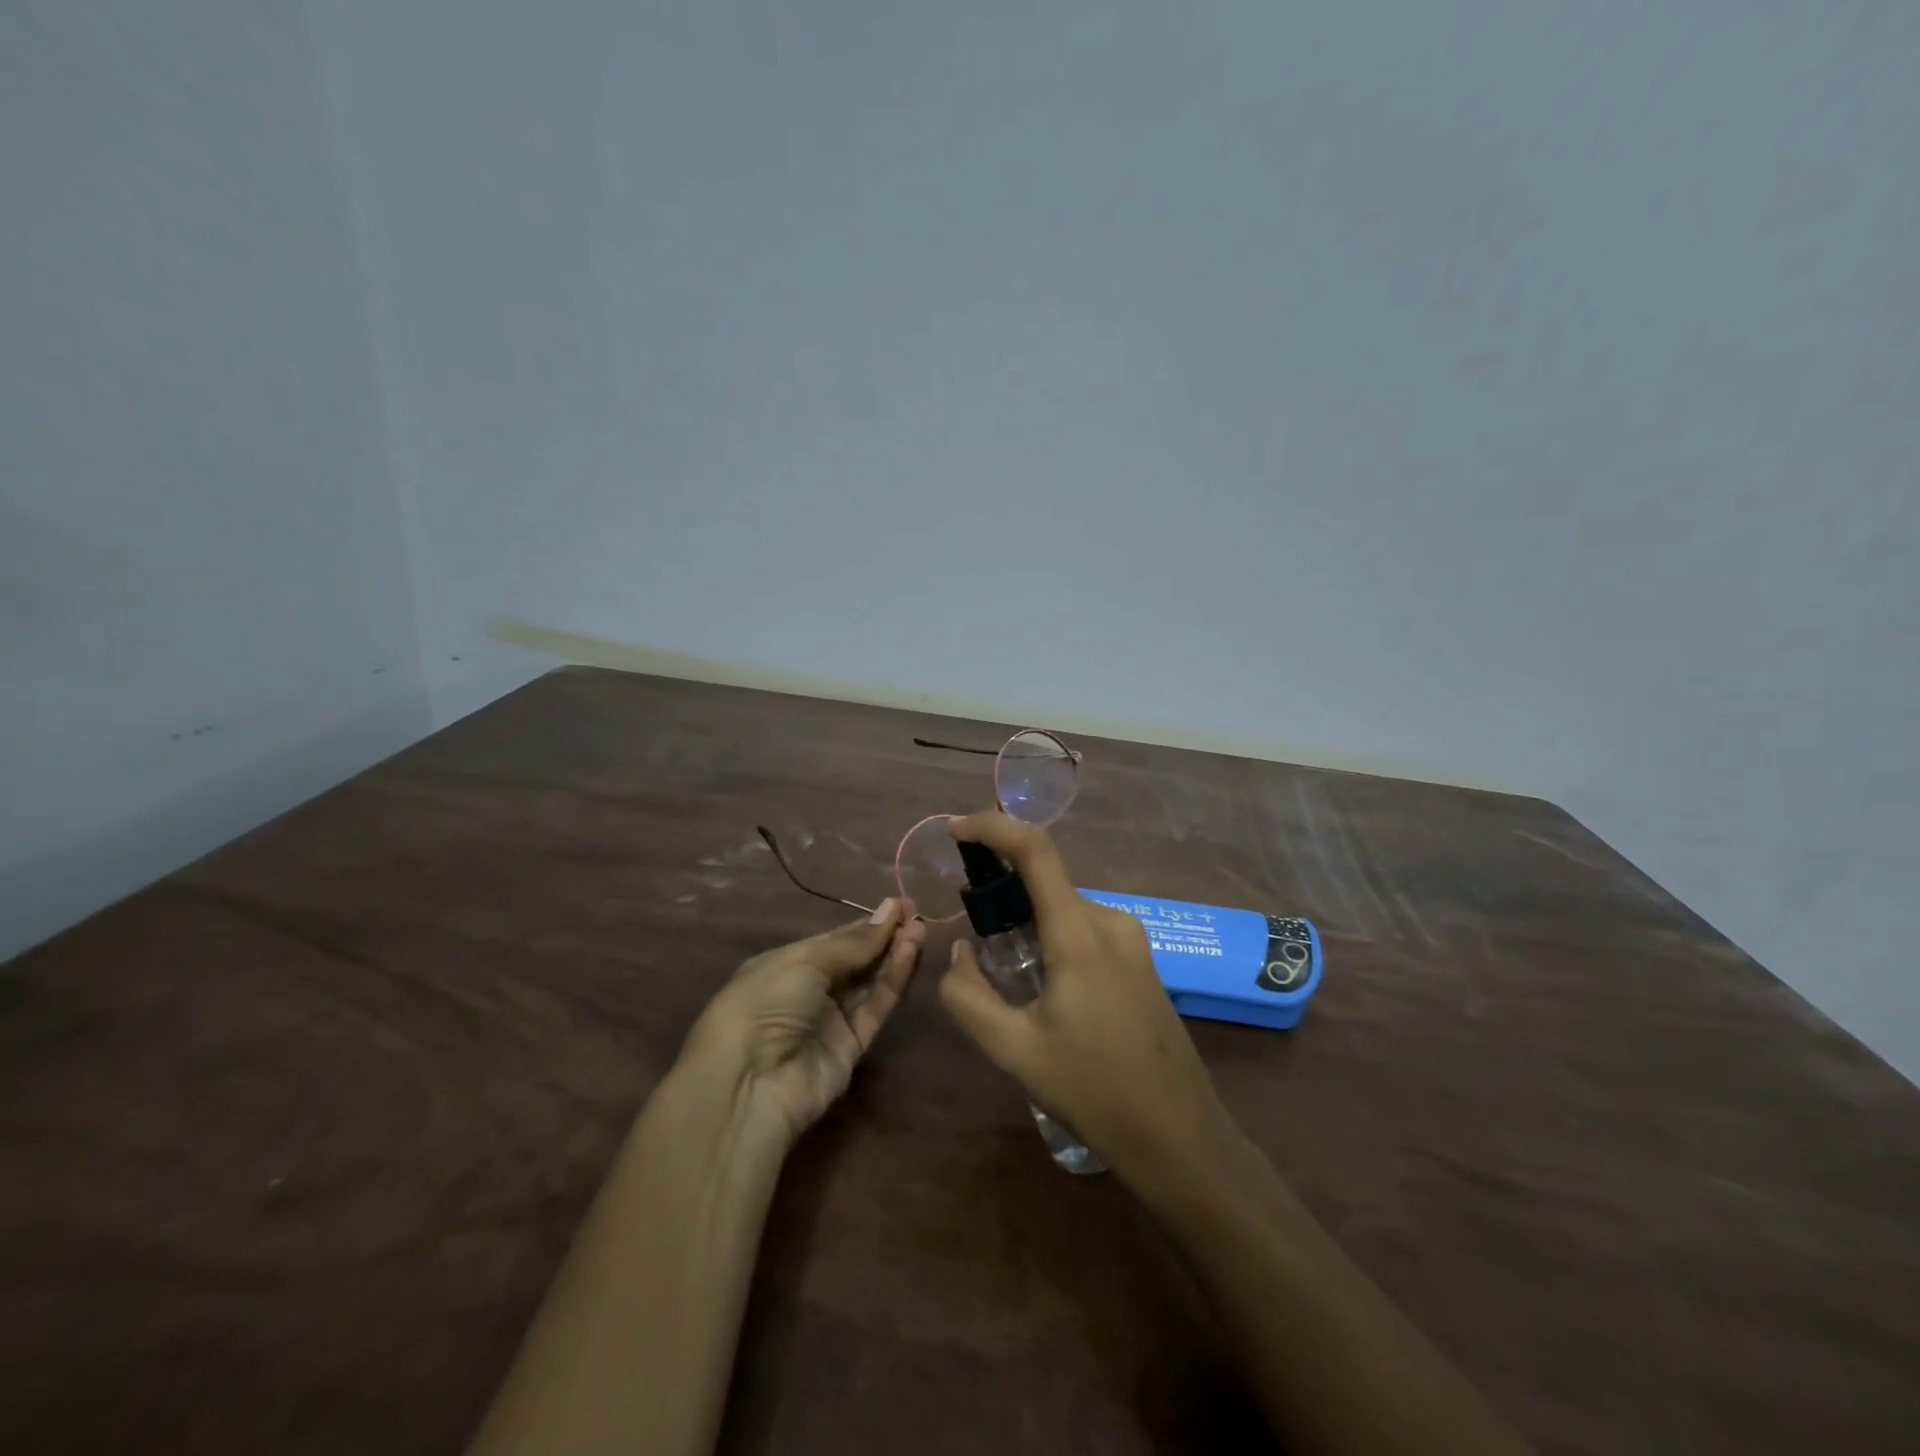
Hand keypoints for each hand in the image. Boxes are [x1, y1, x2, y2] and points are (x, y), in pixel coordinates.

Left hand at [683, 899, 925, 1149]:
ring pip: (870, 981)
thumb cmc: (766, 1002)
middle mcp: (809, 990)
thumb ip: (853, 943)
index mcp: (787, 964)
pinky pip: (876, 1007)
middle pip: (856, 959)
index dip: (866, 923)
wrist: (750, 1083)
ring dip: (894, 954)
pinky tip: (910, 953)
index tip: (899, 904)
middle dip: (884, 935)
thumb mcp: (805, 961)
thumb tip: (890, 911)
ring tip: (920, 927)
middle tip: (916, 912)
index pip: (835, 939)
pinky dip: (894, 981)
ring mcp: (831, 1019)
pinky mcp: (852, 1046)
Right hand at [939, 813, 1230, 1179]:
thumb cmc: (1094, 1091)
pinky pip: (1083, 928)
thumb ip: (968, 996)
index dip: (993, 827)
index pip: (1035, 849)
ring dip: (1025, 920)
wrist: (1180, 1136)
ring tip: (1004, 975)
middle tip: (971, 932)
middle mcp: (1109, 921)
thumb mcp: (1013, 1050)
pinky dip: (1050, 936)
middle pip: (1045, 880)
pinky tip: (1041, 989)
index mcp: (1079, 934)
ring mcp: (1131, 939)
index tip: (955, 831)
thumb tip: (960, 953)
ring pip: (1062, 907)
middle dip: (1001, 890)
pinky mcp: (1139, 959)